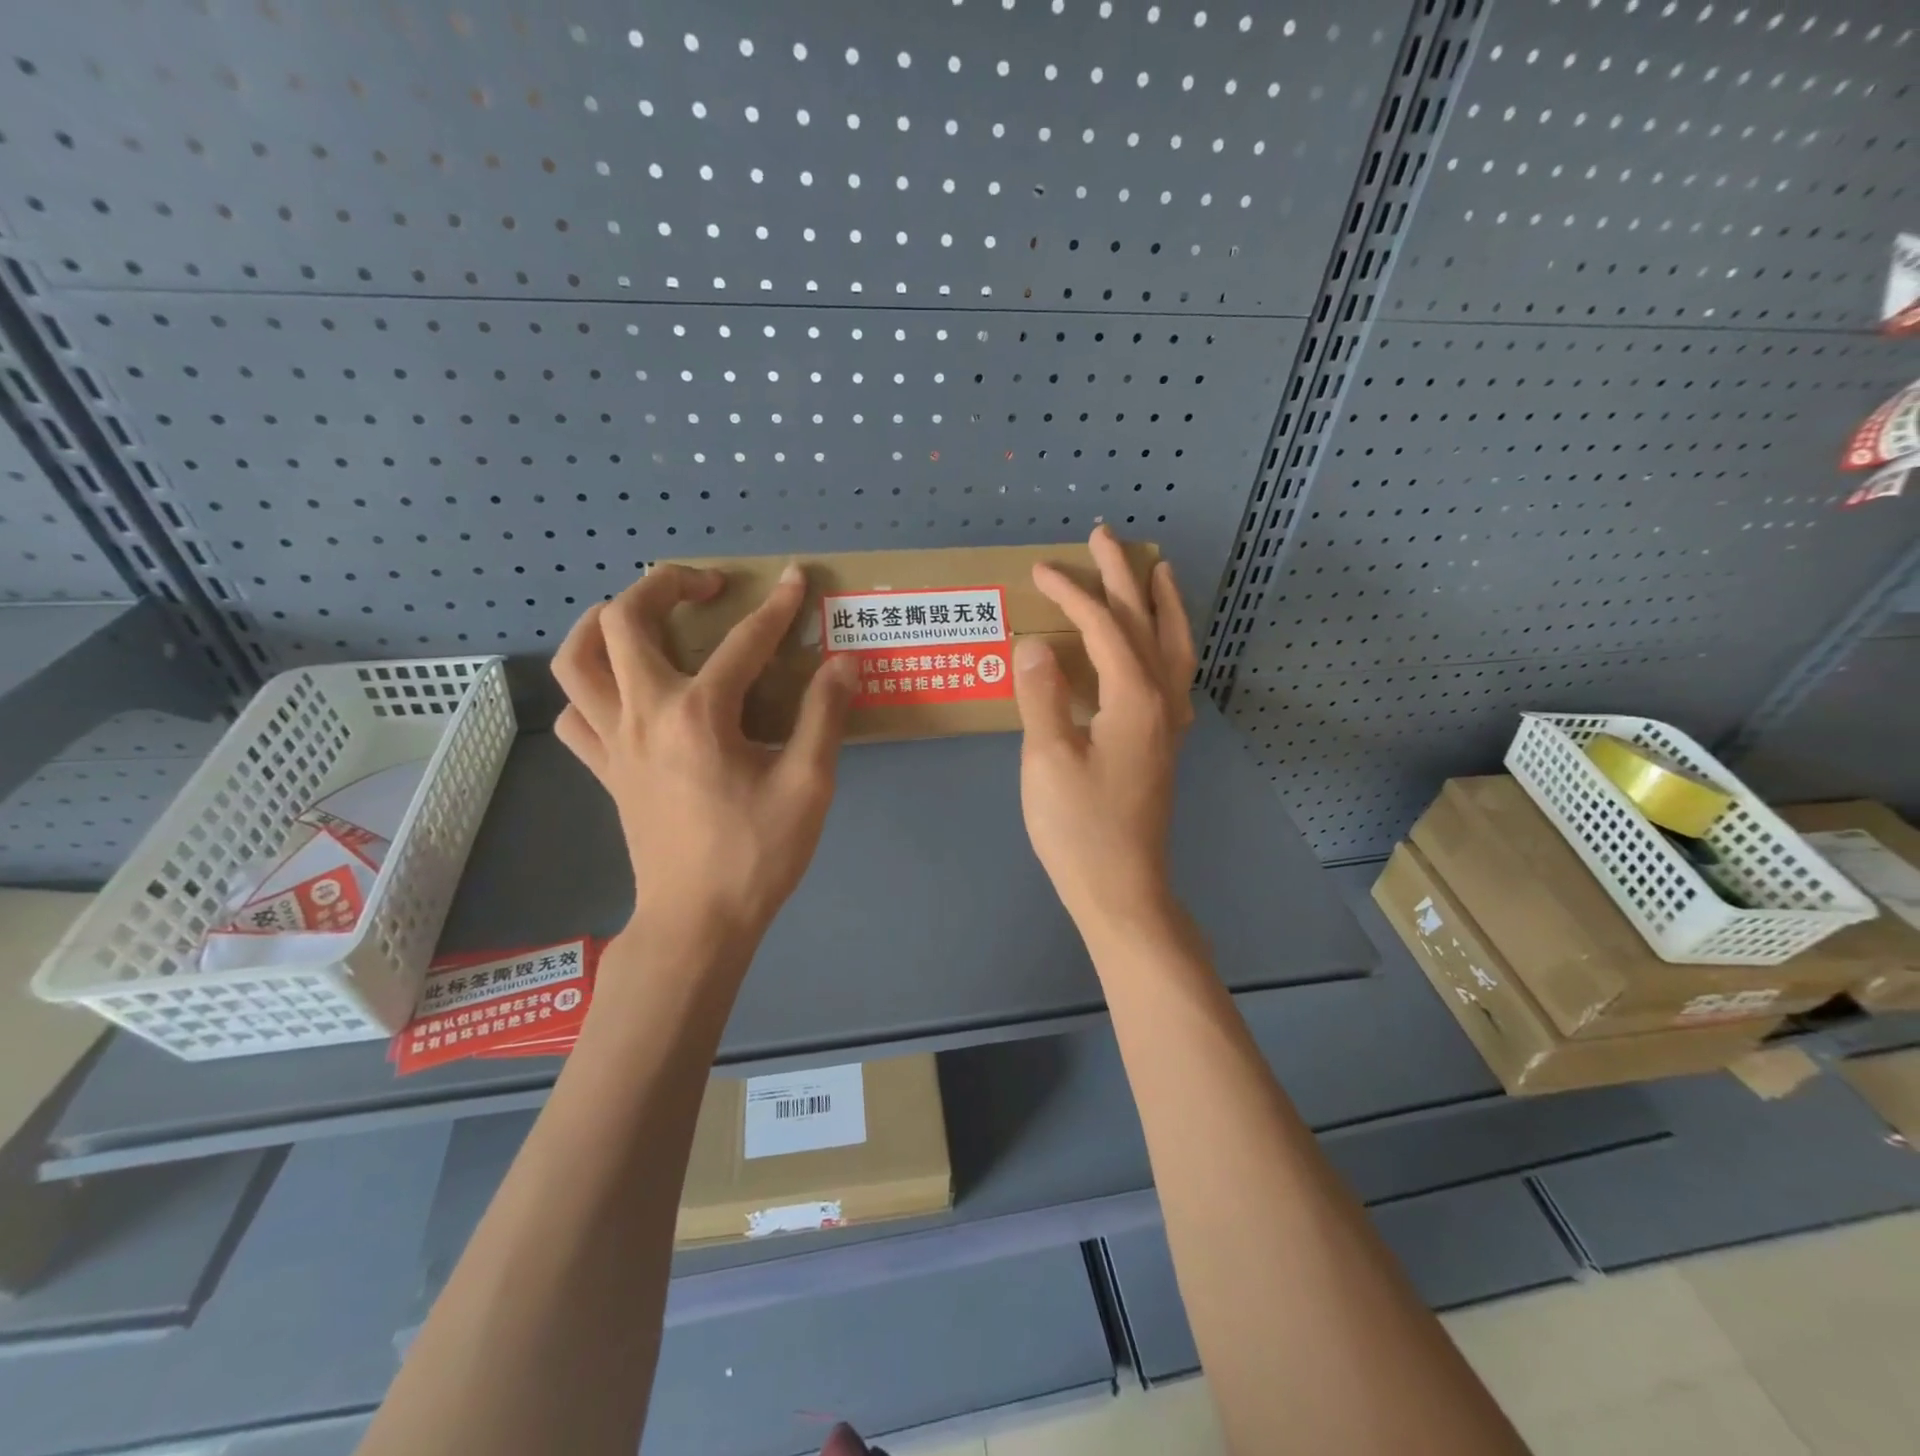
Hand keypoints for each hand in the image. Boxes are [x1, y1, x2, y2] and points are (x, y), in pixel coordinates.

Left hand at [551, 562, 858, 953]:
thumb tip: (843, 662)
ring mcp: (614, 742)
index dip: (777, 606)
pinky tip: (623, 692)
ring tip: (640, 617)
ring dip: (602, 623)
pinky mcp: (604, 771)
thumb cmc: (755, 854)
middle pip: (624, 621)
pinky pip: (575, 715)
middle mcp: (644, 714)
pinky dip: (590, 689)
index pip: (742, 642)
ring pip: (575, 661)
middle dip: (663, 585)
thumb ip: (824, 716)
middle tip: (705, 587)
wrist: (698, 922)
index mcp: (699, 714)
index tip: (798, 578)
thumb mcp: (808, 785)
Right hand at [1012, 526, 1196, 928]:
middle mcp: (1163, 701)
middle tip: (1105, 537)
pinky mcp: (1163, 745)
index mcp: (1135, 698)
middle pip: (1146, 623)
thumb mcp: (1047, 760)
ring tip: (1157, 572)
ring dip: (1163, 604)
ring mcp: (1169, 724)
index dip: (1072, 592)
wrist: (1122, 889)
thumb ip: (1040, 696)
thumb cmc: (1079, 828)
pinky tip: (1155, 646)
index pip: (1104, 626)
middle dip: (1124, 576)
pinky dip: (1167, 643)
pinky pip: (1174, 675)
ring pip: (1175, 647)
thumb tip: (1034, 644)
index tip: (1040, 570)